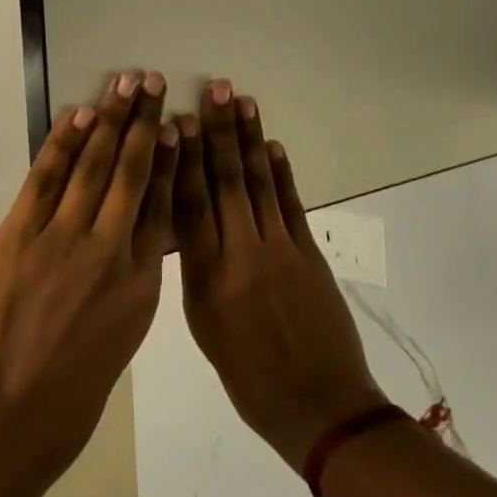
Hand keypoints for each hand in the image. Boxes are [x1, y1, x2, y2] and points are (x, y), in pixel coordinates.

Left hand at [0, 70, 177, 481]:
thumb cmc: (62, 407)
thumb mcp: (113, 348)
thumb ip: (122, 294)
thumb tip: (123, 255)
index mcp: (139, 287)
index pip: (163, 209)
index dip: (172, 162)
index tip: (180, 128)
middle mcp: (109, 251)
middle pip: (134, 174)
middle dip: (146, 124)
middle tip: (156, 83)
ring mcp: (62, 239)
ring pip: (95, 165)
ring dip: (111, 118)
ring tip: (126, 83)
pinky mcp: (19, 234)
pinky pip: (47, 177)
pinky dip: (63, 142)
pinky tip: (79, 115)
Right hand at [174, 80, 384, 469]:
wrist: (320, 406)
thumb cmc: (249, 378)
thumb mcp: (205, 328)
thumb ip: (196, 271)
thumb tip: (189, 224)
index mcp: (208, 278)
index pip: (190, 205)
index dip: (183, 159)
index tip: (176, 122)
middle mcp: (242, 254)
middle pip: (226, 182)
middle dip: (218, 132)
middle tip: (213, 90)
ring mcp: (281, 250)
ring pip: (260, 184)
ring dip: (250, 140)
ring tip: (241, 101)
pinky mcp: (310, 254)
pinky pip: (291, 204)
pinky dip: (282, 173)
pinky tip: (273, 145)